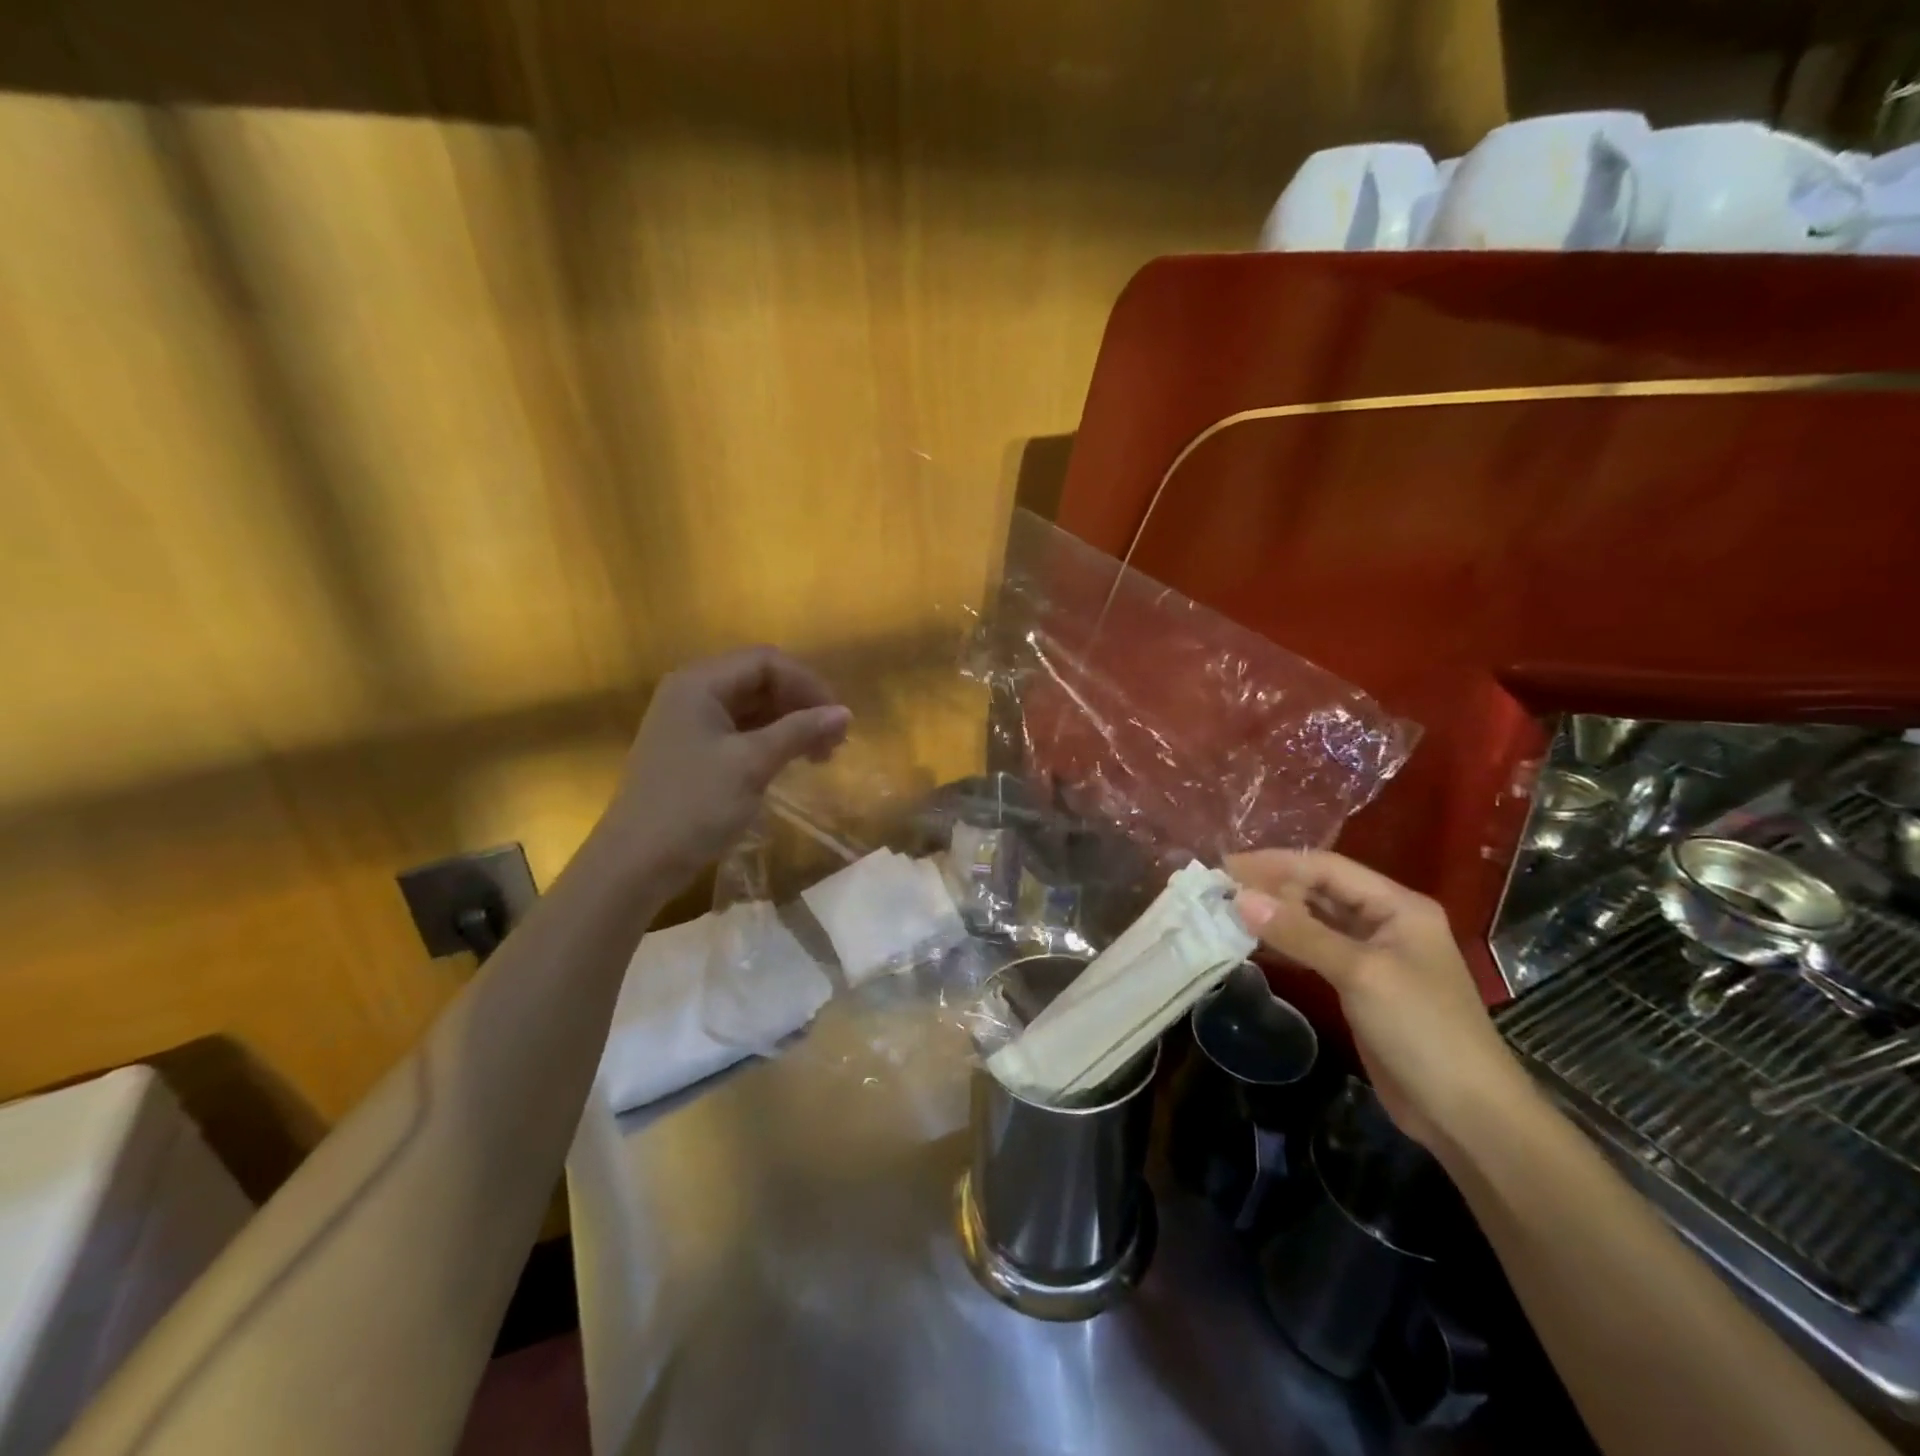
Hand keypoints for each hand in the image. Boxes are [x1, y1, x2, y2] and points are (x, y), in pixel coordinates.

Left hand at [601, 647, 850, 891]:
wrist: (637, 863)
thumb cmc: (694, 805)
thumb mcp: (752, 764)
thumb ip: (799, 732)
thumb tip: (845, 713)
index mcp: (699, 684)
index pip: (766, 662)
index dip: (807, 684)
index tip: (837, 719)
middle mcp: (692, 693)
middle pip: (759, 681)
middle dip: (801, 705)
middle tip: (834, 741)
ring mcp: (690, 723)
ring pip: (753, 708)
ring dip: (790, 724)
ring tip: (820, 755)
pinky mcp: (693, 751)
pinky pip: (741, 732)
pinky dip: (771, 741)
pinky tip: (791, 762)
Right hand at [1225, 849, 1528, 1153]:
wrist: (1467, 1115)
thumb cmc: (1422, 1031)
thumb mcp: (1360, 974)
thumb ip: (1300, 932)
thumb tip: (1240, 898)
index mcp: (1398, 906)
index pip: (1327, 867)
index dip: (1276, 863)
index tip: (1227, 867)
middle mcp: (1386, 921)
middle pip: (1321, 890)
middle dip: (1272, 887)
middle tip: (1220, 892)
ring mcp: (1374, 955)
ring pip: (1316, 920)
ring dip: (1276, 916)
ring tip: (1227, 912)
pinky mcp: (1361, 986)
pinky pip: (1316, 951)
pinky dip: (1286, 944)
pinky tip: (1254, 944)